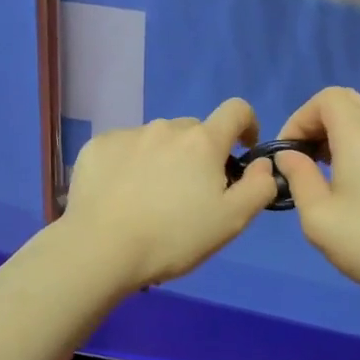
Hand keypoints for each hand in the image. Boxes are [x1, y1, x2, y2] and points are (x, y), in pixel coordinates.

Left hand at [59, 98, 279, 291]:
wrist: (100, 249)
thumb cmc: (173, 238)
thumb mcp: (231, 221)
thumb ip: (258, 187)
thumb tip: (262, 163)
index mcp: (202, 141)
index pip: (236, 110)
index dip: (247, 124)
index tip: (243, 150)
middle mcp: (165, 128)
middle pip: (194, 131)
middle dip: (200, 153)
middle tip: (191, 193)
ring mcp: (128, 134)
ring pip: (157, 140)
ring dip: (164, 159)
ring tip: (151, 198)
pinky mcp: (97, 147)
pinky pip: (124, 148)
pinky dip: (130, 164)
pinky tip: (121, 195)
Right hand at [273, 87, 359, 310]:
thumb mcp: (318, 216)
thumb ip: (298, 178)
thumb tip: (288, 156)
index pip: (326, 98)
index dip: (298, 118)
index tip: (287, 154)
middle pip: (345, 102)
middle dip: (315, 122)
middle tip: (301, 158)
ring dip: (333, 135)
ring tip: (318, 173)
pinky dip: (352, 147)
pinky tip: (344, 185)